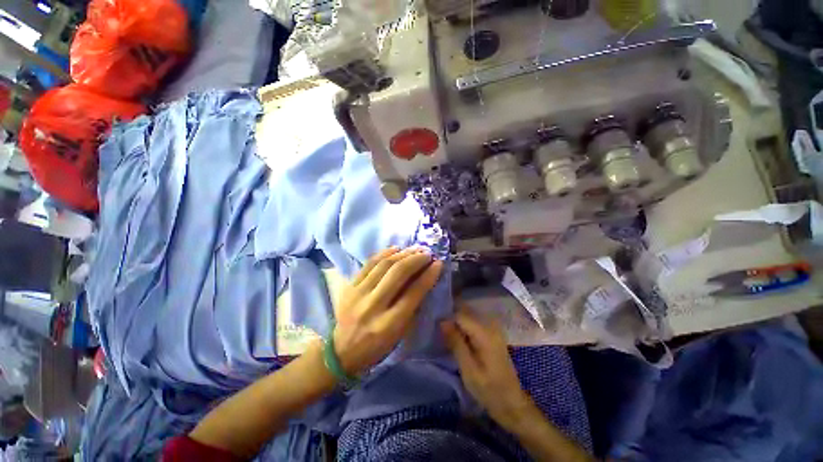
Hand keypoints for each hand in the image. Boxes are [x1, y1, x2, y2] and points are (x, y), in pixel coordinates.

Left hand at [334, 247, 442, 374]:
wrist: (341, 351)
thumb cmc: (377, 346)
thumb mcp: (400, 334)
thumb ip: (413, 307)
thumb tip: (424, 279)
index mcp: (389, 324)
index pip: (413, 293)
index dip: (428, 275)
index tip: (438, 263)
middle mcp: (373, 306)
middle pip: (398, 273)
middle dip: (416, 259)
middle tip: (427, 253)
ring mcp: (358, 293)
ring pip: (384, 264)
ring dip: (403, 254)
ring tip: (415, 249)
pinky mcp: (350, 285)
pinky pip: (369, 263)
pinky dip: (385, 253)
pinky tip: (396, 249)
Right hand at [441, 307, 535, 430]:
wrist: (511, 402)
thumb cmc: (489, 389)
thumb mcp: (468, 369)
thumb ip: (456, 343)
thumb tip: (442, 321)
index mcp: (485, 333)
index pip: (460, 315)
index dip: (447, 320)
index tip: (436, 330)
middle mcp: (490, 325)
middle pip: (465, 313)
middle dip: (451, 320)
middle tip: (441, 335)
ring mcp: (493, 328)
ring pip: (468, 317)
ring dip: (457, 324)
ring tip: (447, 338)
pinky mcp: (492, 334)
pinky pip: (474, 323)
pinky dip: (464, 328)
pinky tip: (458, 340)